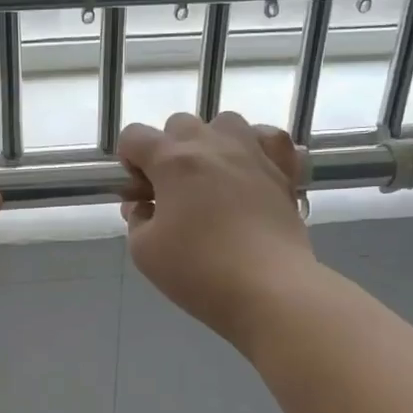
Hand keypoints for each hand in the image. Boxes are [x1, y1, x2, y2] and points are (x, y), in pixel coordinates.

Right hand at [118, 112, 314, 351]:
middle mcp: (212, 144)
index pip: (134, 136)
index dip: (128, 161)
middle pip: (179, 125)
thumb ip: (136, 220)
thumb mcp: (144, 251)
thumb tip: (143, 206)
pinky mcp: (284, 169)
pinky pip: (268, 138)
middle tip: (172, 194)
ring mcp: (253, 152)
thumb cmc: (199, 270)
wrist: (269, 289)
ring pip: (224, 123)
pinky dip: (256, 147)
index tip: (137, 194)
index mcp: (172, 160)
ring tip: (212, 180)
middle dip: (167, 153)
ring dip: (210, 144)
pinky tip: (251, 171)